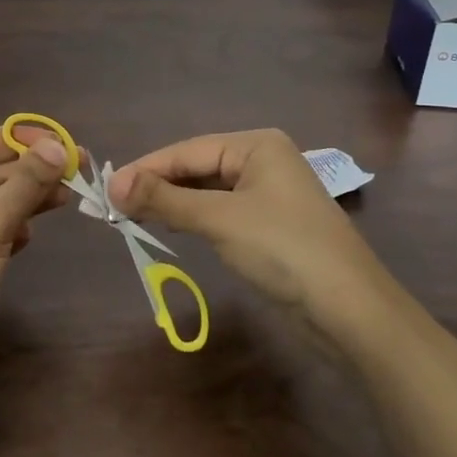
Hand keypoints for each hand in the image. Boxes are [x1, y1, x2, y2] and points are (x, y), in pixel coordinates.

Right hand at [108, 129, 399, 339]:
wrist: (350, 311)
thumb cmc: (283, 249)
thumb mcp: (218, 219)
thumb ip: (164, 200)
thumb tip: (112, 186)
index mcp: (256, 145)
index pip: (186, 151)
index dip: (145, 170)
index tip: (105, 190)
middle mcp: (262, 161)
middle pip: (196, 168)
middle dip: (157, 186)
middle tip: (113, 207)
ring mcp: (268, 194)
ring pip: (206, 191)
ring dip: (171, 203)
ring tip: (132, 217)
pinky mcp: (268, 225)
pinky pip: (219, 212)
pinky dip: (192, 218)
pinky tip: (170, 227)